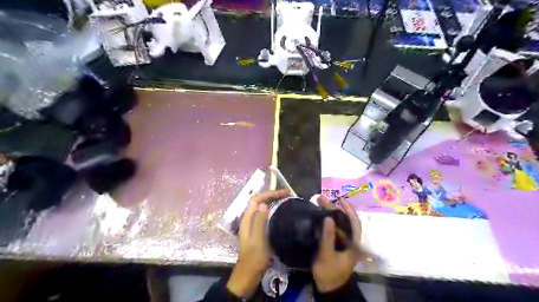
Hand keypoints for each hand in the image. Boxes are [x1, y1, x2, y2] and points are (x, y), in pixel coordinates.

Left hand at [226, 191, 288, 297]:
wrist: (249, 274)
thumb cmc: (255, 258)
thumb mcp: (259, 240)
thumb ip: (260, 222)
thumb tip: (264, 204)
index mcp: (247, 219)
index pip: (257, 199)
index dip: (270, 193)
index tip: (285, 193)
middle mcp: (248, 218)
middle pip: (259, 200)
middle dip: (272, 195)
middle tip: (288, 194)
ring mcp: (252, 224)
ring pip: (262, 206)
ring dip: (272, 200)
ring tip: (286, 199)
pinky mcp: (256, 229)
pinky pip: (264, 214)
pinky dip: (272, 208)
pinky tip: (280, 212)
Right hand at [312, 196, 361, 291]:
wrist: (328, 288)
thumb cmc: (329, 273)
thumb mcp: (327, 255)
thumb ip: (328, 237)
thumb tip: (328, 218)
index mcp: (354, 244)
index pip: (354, 223)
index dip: (349, 210)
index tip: (340, 199)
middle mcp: (351, 241)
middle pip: (345, 221)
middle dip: (334, 208)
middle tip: (321, 199)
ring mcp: (344, 243)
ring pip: (339, 224)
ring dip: (330, 213)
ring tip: (319, 203)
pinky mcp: (337, 244)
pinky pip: (334, 229)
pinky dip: (327, 221)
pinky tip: (320, 215)